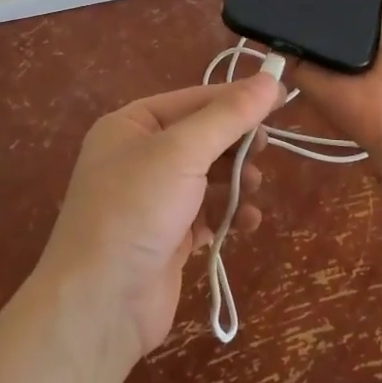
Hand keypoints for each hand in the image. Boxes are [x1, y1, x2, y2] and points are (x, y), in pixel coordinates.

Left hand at [38, 75, 281, 358]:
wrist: (100, 303)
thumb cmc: (136, 209)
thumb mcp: (182, 151)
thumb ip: (229, 116)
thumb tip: (271, 79)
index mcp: (131, 125)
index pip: (194, 99)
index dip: (237, 98)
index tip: (281, 97)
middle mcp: (139, 157)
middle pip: (203, 138)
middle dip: (235, 144)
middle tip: (263, 149)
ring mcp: (153, 199)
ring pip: (209, 176)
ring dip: (235, 180)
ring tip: (251, 188)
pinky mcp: (168, 237)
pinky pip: (208, 213)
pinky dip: (229, 214)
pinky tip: (247, 222)